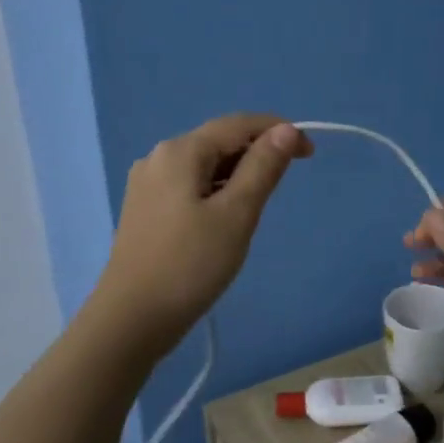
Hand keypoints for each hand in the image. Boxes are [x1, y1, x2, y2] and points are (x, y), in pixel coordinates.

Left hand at [94, 113, 311, 352]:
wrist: (133, 317)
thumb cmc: (191, 264)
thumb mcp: (237, 214)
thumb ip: (262, 168)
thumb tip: (285, 130)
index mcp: (181, 151)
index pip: (238, 124)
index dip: (278, 130)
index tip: (310, 153)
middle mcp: (158, 157)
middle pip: (218, 141)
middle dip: (257, 152)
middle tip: (288, 180)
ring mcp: (147, 184)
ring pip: (203, 165)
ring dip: (237, 173)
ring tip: (260, 203)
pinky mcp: (144, 210)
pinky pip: (189, 186)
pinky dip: (216, 190)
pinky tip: (226, 216)